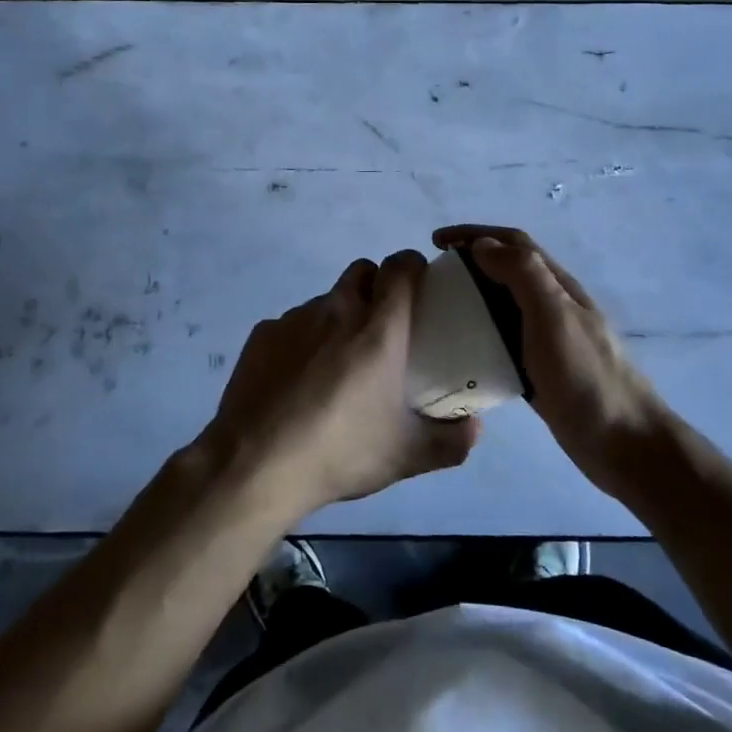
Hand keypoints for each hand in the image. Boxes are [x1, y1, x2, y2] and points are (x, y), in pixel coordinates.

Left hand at [201, 251, 480, 521]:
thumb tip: (475, 428)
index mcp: (378, 328)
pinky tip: (296, 381)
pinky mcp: (262, 334)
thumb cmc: (340, 451)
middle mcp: (337, 309)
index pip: (400, 266)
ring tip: (335, 365)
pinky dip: (302, 341)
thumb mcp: (407, 456)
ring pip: (326, 300)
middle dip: (376, 286)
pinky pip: (291, 324)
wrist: (255, 464)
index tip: (420, 287)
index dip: (413, 267)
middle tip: (381, 327)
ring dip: (338, 318)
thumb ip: (452, 440)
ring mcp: (294, 318)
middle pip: (362, 271)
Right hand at [432, 225, 669, 498]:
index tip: (436, 242)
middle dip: (469, 263)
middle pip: (507, 270)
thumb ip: (524, 275)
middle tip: (432, 278)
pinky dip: (479, 334)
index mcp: (557, 286)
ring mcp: (547, 340)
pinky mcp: (540, 370)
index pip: (514, 243)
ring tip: (438, 310)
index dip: (475, 234)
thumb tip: (484, 244)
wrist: (625, 445)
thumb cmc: (587, 377)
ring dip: (472, 297)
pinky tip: (460, 351)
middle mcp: (552, 306)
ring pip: (503, 305)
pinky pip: (503, 341)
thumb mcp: (554, 317)